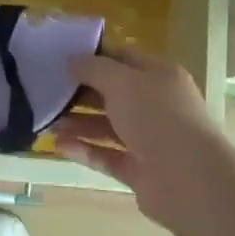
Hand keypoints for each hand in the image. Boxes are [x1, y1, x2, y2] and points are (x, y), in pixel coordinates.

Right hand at [53, 46, 234, 234]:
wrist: (188, 179)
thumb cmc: (156, 117)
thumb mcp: (122, 82)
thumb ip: (94, 69)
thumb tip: (72, 59)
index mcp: (160, 76)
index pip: (124, 59)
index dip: (95, 57)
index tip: (62, 58)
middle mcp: (157, 106)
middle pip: (114, 94)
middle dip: (82, 93)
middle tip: (48, 91)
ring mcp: (150, 140)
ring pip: (109, 127)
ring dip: (79, 123)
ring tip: (47, 121)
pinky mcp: (140, 171)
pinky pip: (107, 155)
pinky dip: (85, 150)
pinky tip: (58, 145)